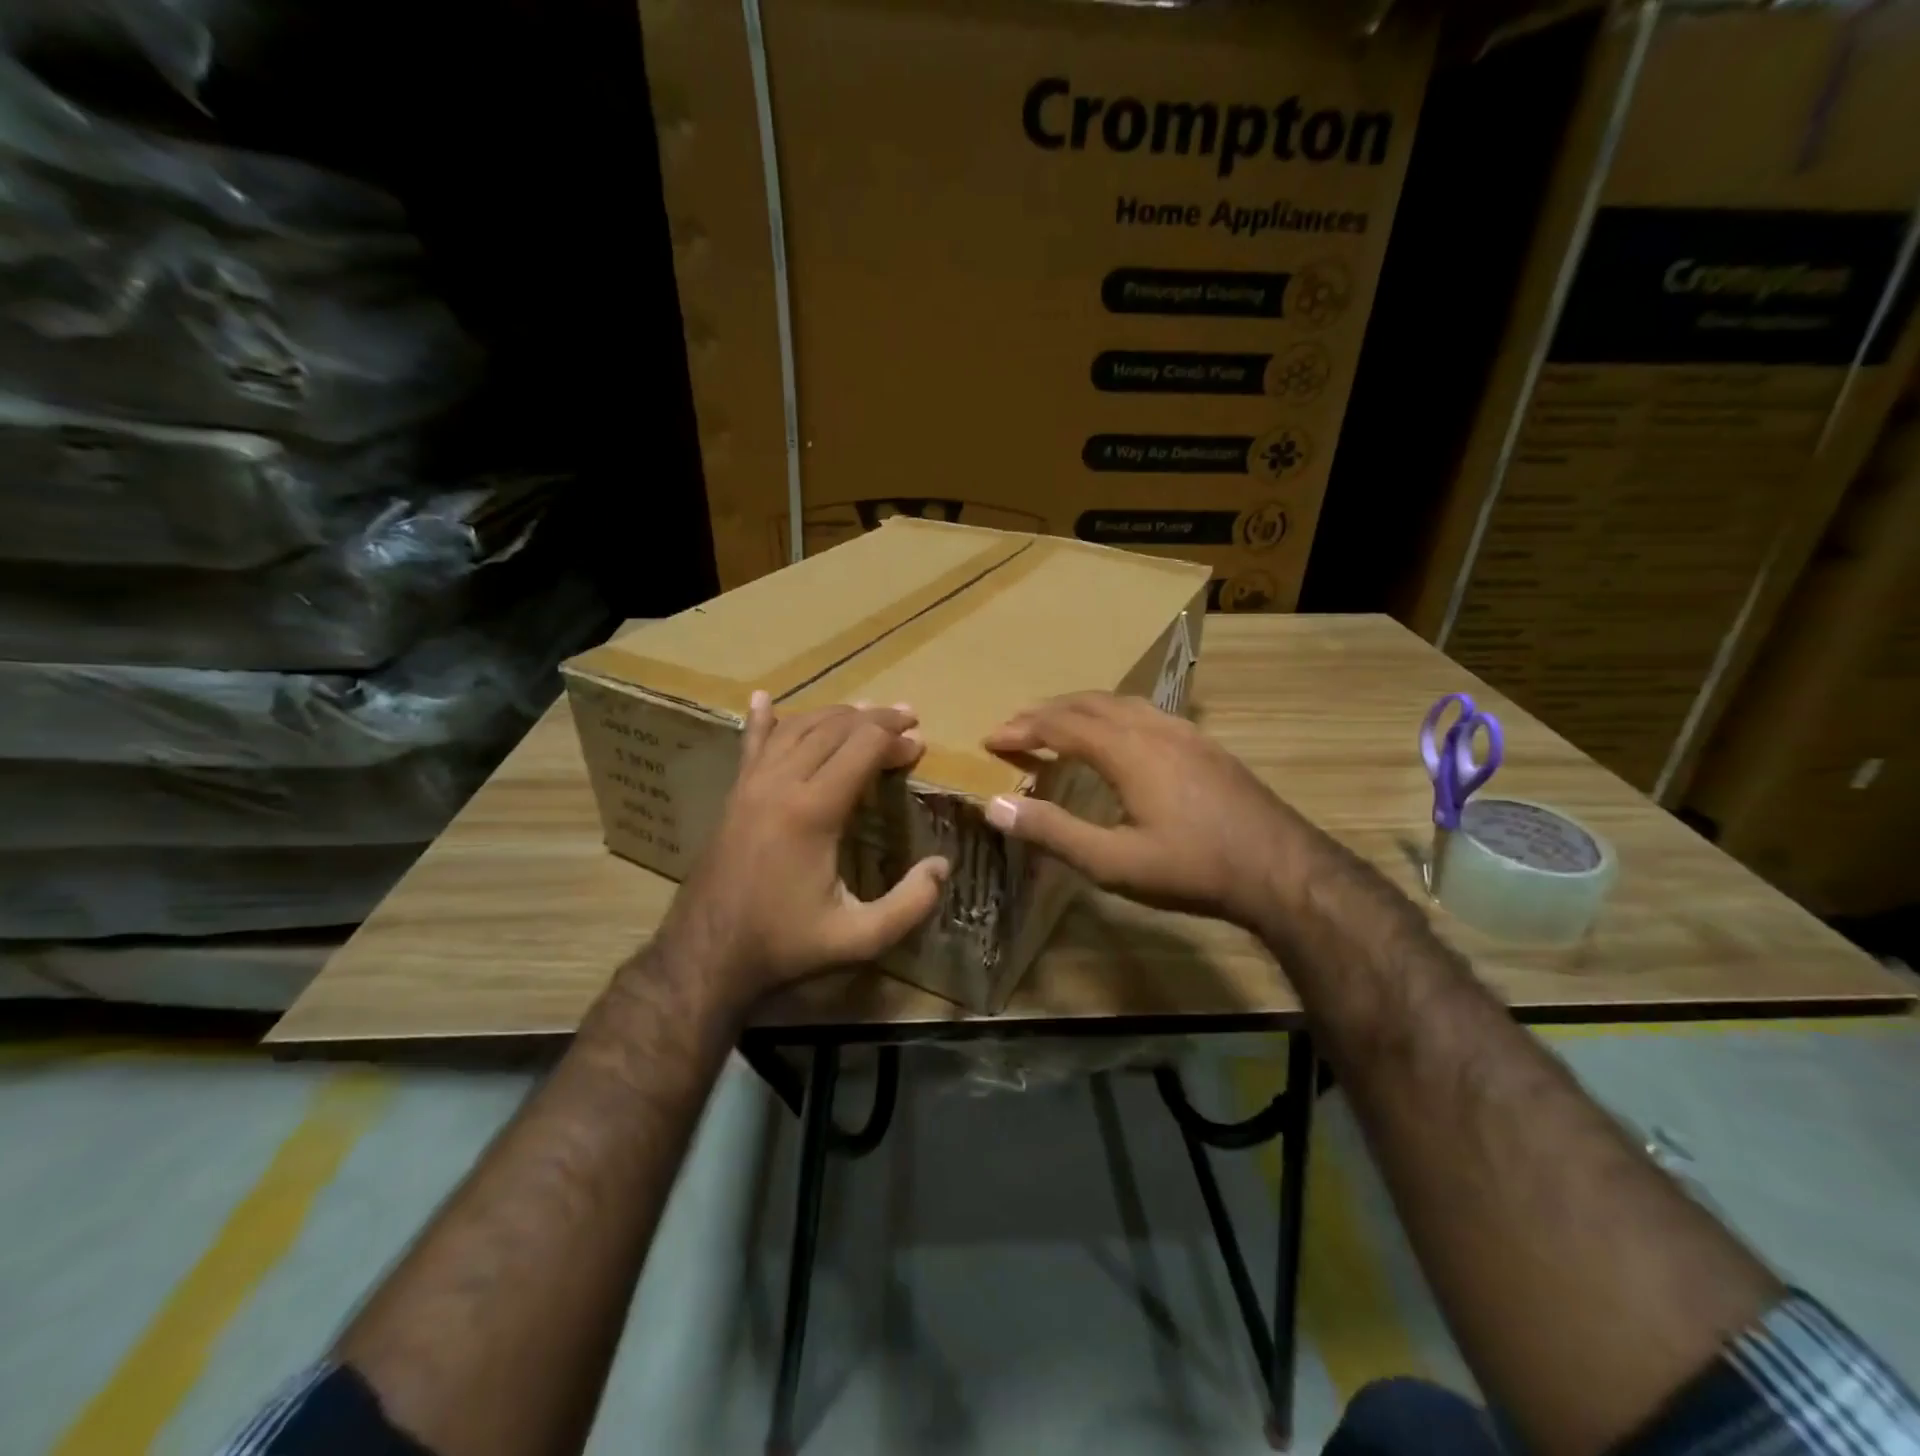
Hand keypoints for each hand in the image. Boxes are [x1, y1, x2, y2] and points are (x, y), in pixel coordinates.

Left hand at [662, 693, 949, 1000]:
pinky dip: (763, 720)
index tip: (920, 744)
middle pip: (833, 728)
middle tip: (907, 719)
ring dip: (834, 714)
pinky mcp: (733, 795)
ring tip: (865, 712)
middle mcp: (780, 784)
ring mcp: (751, 785)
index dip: (895, 740)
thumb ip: (909, 905)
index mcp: (812, 811)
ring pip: (797, 728)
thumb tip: (941, 866)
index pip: (862, 748)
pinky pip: (751, 746)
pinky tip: (762, 699)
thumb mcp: (858, 939)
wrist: (706, 954)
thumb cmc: (784, 945)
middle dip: (875, 719)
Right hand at [982, 692, 1301, 928]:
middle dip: (1046, 712)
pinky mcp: (1204, 744)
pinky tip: (1118, 734)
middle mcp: (1152, 728)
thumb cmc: (1192, 868)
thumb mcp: (1113, 861)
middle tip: (1015, 727)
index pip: (1060, 725)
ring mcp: (1184, 732)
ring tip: (1057, 723)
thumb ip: (1052, 832)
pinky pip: (1145, 712)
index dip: (1022, 729)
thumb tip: (993, 806)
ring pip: (1120, 702)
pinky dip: (1112, 714)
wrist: (1282, 869)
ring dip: (1080, 708)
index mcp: (1127, 750)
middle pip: (1087, 704)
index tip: (991, 739)